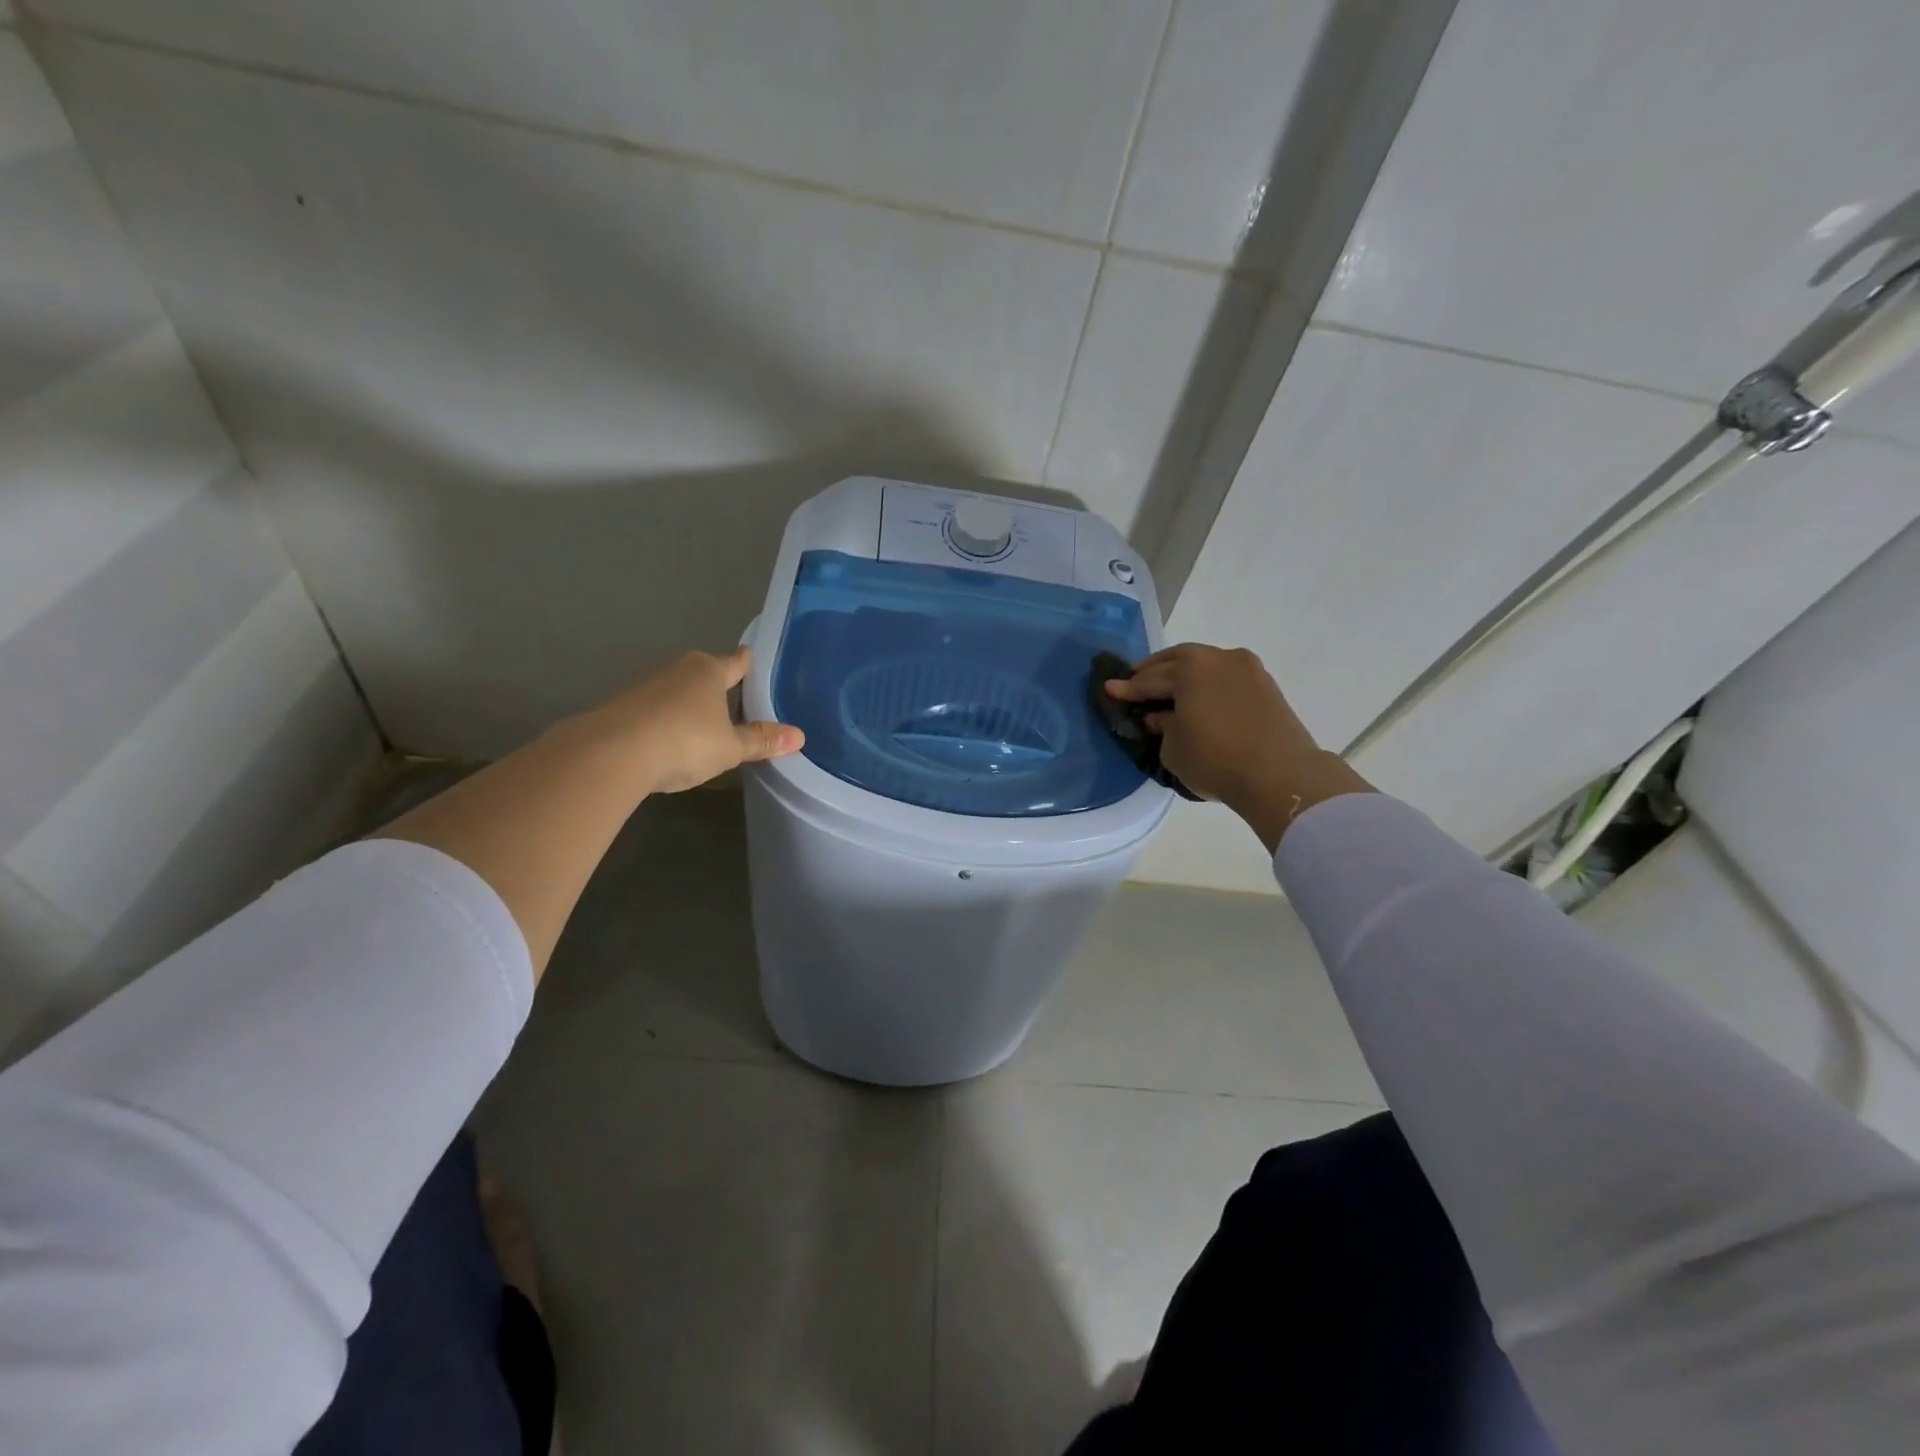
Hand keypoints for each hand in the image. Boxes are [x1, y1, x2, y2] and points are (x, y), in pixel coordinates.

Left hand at [585, 647, 803, 794]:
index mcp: (709, 671)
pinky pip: (655, 709)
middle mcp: (678, 669)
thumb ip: (761, 741)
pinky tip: (670, 739)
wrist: (612, 753)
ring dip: (689, 704)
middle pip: (704, 672)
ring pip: (678, 690)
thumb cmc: (685, 741)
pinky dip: (666, 720)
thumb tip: (799, 736)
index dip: (746, 662)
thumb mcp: (730, 747)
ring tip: (704, 723)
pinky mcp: (623, 706)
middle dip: (716, 684)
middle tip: (735, 699)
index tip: (751, 657)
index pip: (735, 662)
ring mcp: (647, 686)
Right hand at [1106, 644, 1371, 851]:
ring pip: (1206, 664)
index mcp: (1189, 669)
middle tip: (1137, 681)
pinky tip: (1201, 697)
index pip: (1149, 679)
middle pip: (1178, 660)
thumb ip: (1163, 728)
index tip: (1110, 689)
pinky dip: (1209, 683)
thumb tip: (1161, 717)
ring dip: (1185, 673)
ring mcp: (1246, 669)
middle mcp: (1217, 658)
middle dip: (1155, 670)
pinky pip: (1226, 676)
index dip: (1128, 688)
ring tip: (1170, 688)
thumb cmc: (1216, 760)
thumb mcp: (1174, 749)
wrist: (1280, 775)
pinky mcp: (1266, 685)